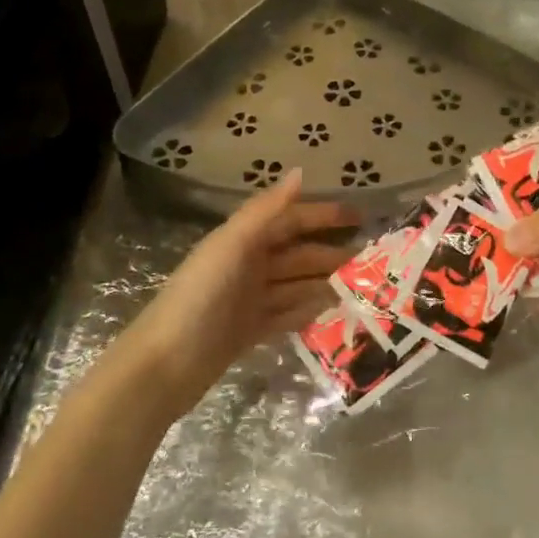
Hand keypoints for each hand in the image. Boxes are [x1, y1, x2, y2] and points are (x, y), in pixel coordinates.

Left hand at [122, 170, 355, 422]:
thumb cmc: (200, 297)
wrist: (165, 365)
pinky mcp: (249, 331)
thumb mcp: (232, 247)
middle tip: (373, 261)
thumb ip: (266, 211)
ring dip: (325, 284)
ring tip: (362, 288)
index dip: (323, 216)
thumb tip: (301, 172)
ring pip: (296, 285)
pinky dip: (308, 312)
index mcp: (242, 241)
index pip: (290, 220)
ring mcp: (248, 301)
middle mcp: (247, 266)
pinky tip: (334, 313)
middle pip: (297, 254)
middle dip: (331, 254)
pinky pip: (287, 315)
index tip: (362, 218)